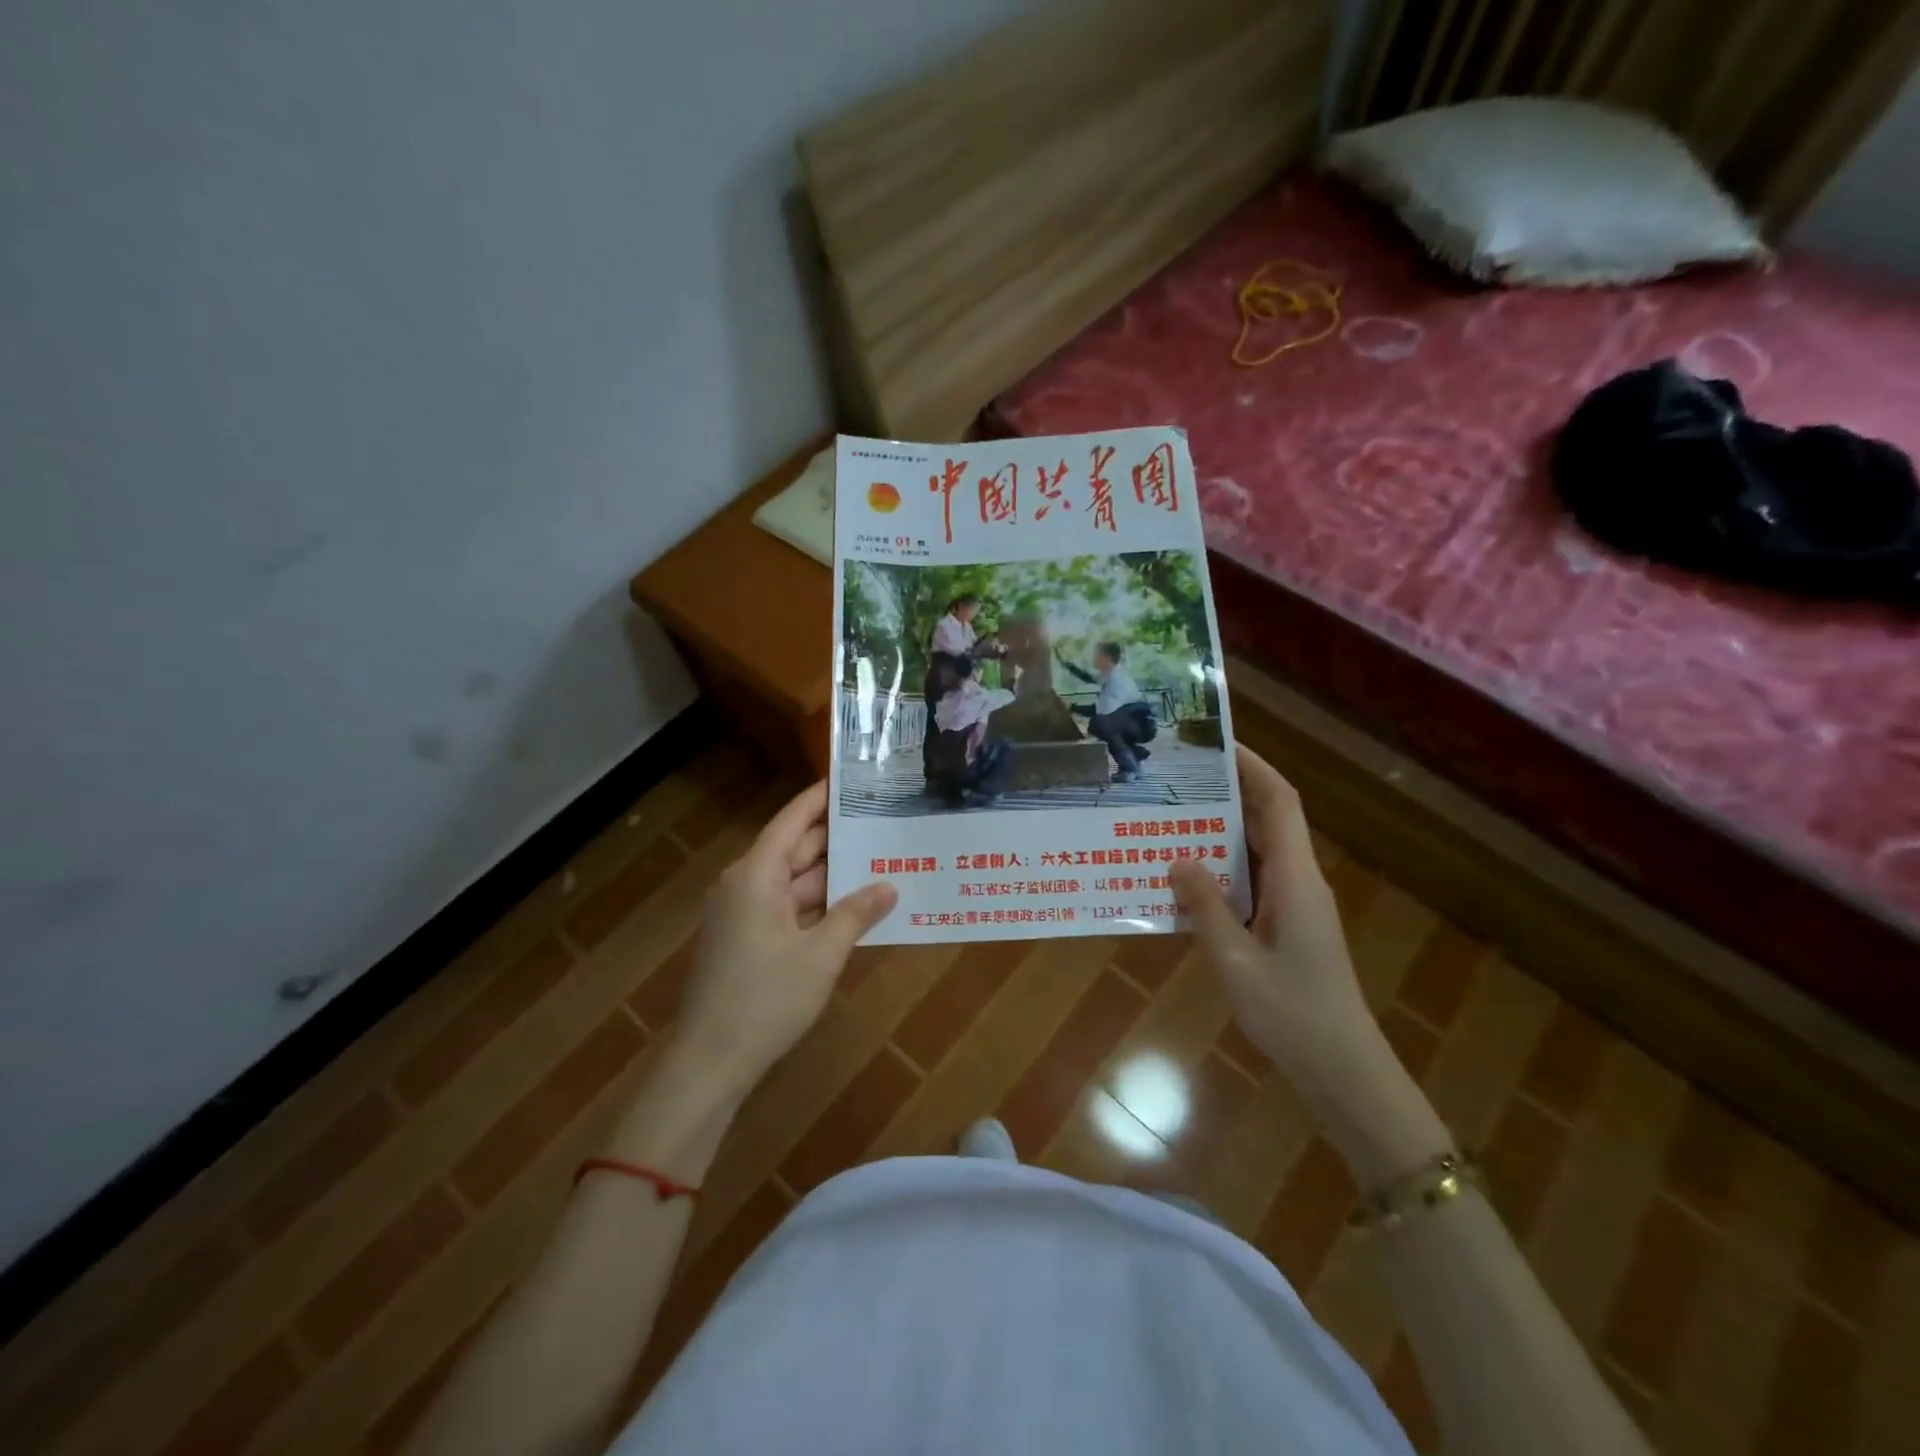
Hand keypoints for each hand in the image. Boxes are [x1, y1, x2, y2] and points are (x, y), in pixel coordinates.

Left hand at [675, 783, 895, 1089]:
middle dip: (838, 838)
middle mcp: (747, 884)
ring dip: (833, 876)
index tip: (852, 779)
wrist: (710, 1062)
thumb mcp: (821, 955)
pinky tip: (855, 905)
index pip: (793, 819)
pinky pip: (788, 907)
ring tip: (880, 859)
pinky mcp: (747, 939)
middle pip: (796, 848)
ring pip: (795, 881)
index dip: (821, 798)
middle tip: (883, 821)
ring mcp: (745, 913)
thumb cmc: (765, 999)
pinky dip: (819, 904)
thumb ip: (856, 914)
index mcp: (756, 874)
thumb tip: (889, 886)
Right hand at [1170, 747, 1448, 1182]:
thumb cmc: (1293, 1015)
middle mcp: (1299, 881)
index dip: (1252, 767)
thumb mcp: (1236, 961)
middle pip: (1266, 819)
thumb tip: (1176, 858)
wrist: (1343, 1071)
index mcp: (1295, 878)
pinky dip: (1220, 870)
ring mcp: (1294, 905)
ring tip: (1168, 821)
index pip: (1278, 802)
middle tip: (1174, 780)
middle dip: (1225, 793)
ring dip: (1218, 833)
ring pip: (1256, 851)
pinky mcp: (1286, 926)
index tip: (1215, 743)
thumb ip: (1206, 908)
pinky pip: (1251, 882)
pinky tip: (1183, 880)